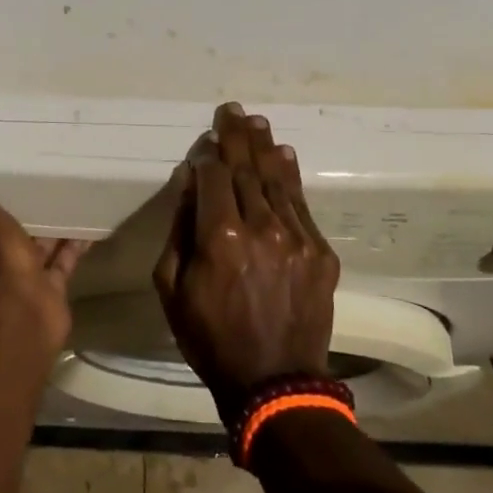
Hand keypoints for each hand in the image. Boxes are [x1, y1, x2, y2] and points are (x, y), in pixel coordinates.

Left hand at [0, 148, 87, 342]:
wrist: (25, 309)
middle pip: (4, 229)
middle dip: (16, 210)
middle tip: (33, 179)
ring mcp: (24, 275)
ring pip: (36, 243)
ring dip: (47, 225)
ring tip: (66, 193)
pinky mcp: (51, 285)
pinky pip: (64, 258)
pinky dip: (75, 243)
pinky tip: (91, 223)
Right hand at [152, 103, 340, 424]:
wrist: (273, 382)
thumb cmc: (211, 338)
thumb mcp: (172, 288)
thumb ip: (180, 229)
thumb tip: (189, 182)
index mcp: (219, 235)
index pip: (213, 175)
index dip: (209, 154)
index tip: (207, 139)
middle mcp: (260, 226)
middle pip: (246, 168)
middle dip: (237, 137)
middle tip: (234, 110)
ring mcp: (296, 237)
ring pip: (277, 180)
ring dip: (265, 148)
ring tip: (258, 123)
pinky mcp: (320, 252)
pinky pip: (302, 204)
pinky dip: (291, 177)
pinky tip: (285, 156)